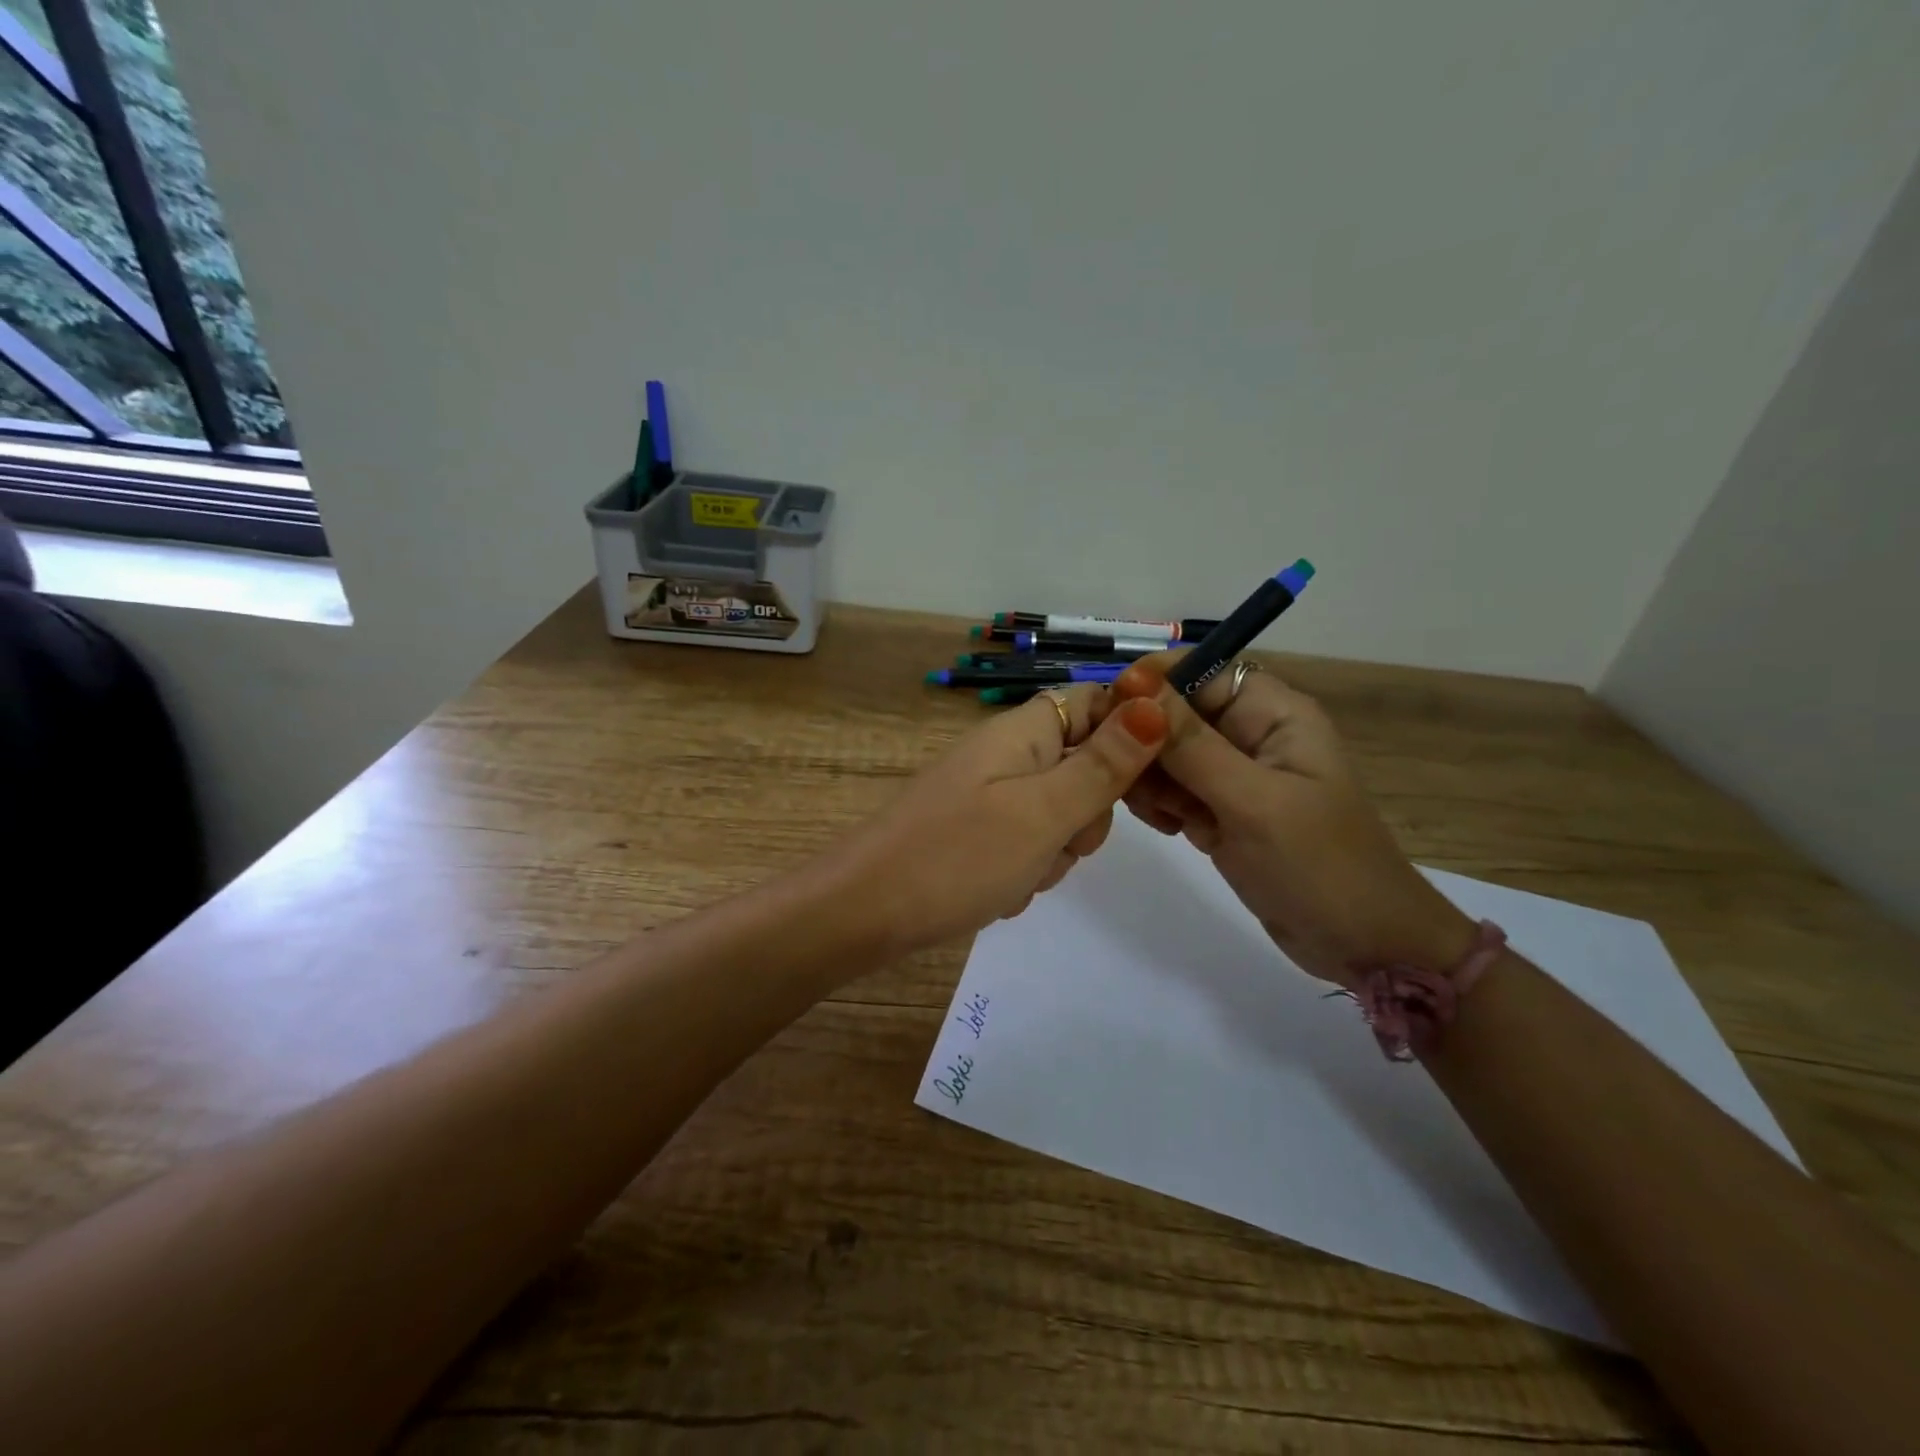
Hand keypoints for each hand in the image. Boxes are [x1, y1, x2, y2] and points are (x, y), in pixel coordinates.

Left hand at [837, 685, 1169, 956]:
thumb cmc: (957, 856)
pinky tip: (999, 893)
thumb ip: (1104, 763)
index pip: (1096, 704)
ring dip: (1054, 852)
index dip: (1128, 736)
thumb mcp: (1045, 812)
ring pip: (1058, 815)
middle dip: (1085, 814)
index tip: (1141, 787)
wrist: (862, 913)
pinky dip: (1024, 871)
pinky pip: (1025, 844)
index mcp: (1023, 732)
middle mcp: (1006, 754)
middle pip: (1083, 766)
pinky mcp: (975, 832)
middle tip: (1059, 841)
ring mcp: (988, 795)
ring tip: (1020, 875)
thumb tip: (1157, 704)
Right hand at [1092, 658, 1474, 986]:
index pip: (1200, 670)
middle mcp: (1251, 734)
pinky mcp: (1221, 810)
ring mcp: (1234, 775)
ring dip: (1150, 778)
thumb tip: (1132, 686)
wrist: (1363, 946)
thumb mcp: (1252, 801)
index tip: (1112, 715)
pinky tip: (1171, 829)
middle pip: (1175, 712)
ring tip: (1163, 816)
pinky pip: (1172, 789)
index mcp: (1273, 713)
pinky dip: (1160, 805)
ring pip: (1165, 753)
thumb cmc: (1318, 867)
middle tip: (1129, 781)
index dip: (1153, 683)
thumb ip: (1190, 745)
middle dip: (1146, 740)